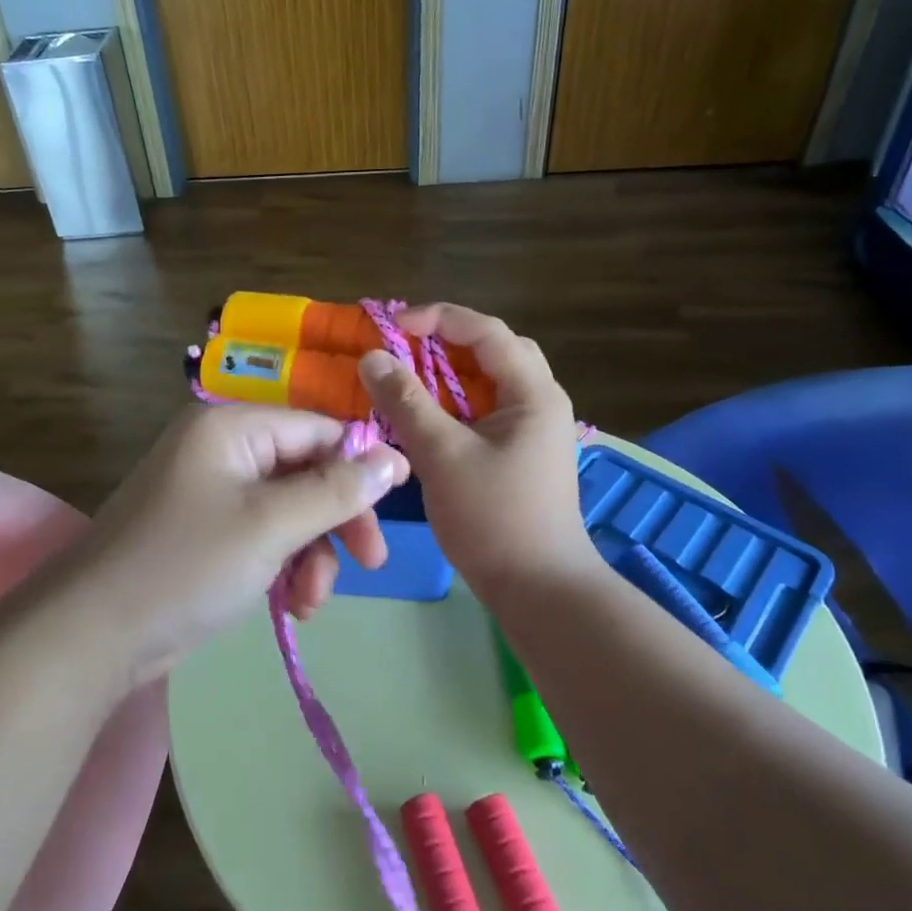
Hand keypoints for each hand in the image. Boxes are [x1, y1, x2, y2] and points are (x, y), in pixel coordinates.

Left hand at [75, 404, 408, 681]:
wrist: (92, 635)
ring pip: (289, 509)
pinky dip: (283, 566)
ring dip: (311, 554)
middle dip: (337, 520)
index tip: (397, 507)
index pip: (318, 429)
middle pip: (306, 471)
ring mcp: (210, 491)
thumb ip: (336, 490)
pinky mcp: (205, 531)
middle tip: (370, 564)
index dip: (360, 464)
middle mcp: (221, 448)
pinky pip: (263, 535)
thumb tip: (394, 457)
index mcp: (231, 426)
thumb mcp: (272, 525)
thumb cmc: (187, 565)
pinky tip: (289, 605)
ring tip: (309, 602)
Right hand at [359, 305, 597, 596]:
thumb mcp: (443, 455)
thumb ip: (406, 403)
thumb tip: (371, 358)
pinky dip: (452, 406)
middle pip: (492, 351)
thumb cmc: (495, 519)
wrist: (540, 591)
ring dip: (446, 377)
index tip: (392, 328)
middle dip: (445, 344)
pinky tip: (423, 421)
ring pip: (487, 384)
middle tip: (402, 352)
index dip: (438, 319)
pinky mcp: (520, 454)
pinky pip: (484, 412)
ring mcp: (532, 430)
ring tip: (405, 382)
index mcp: (533, 393)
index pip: (486, 331)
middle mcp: (540, 402)